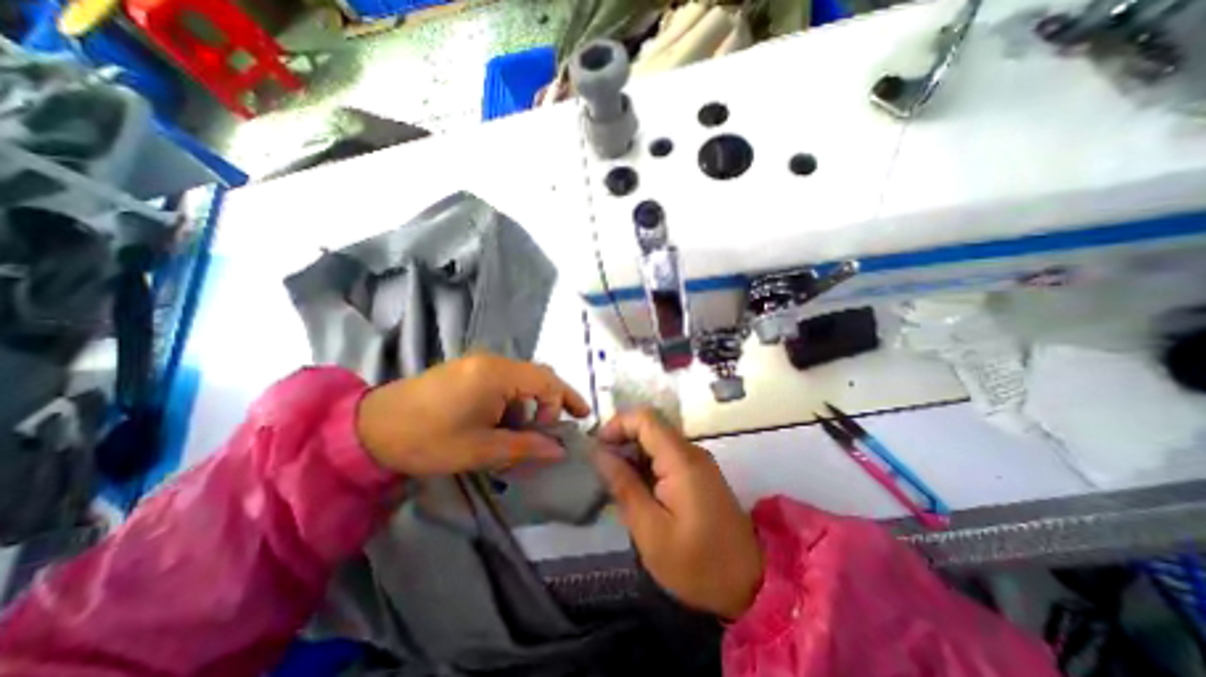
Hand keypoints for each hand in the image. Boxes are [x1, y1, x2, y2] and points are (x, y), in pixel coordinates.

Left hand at [355, 354, 593, 475]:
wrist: (369, 429)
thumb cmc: (428, 439)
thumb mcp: (481, 449)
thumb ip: (525, 447)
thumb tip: (559, 451)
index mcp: (498, 374)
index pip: (548, 381)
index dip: (563, 403)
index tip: (563, 431)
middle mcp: (493, 361)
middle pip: (538, 377)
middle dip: (550, 403)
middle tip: (553, 431)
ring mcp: (479, 364)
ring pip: (521, 381)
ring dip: (528, 407)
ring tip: (518, 436)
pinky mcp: (468, 371)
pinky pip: (503, 382)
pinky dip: (511, 403)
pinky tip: (498, 425)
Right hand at [592, 406, 761, 618]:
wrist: (751, 584)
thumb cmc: (697, 563)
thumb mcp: (650, 531)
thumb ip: (624, 486)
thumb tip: (599, 453)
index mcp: (681, 460)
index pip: (646, 418)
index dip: (618, 424)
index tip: (598, 447)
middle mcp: (692, 451)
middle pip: (651, 427)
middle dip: (622, 440)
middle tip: (602, 469)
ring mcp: (698, 461)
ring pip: (657, 441)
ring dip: (633, 454)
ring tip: (615, 482)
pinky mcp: (700, 473)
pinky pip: (668, 456)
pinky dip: (647, 465)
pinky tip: (638, 490)